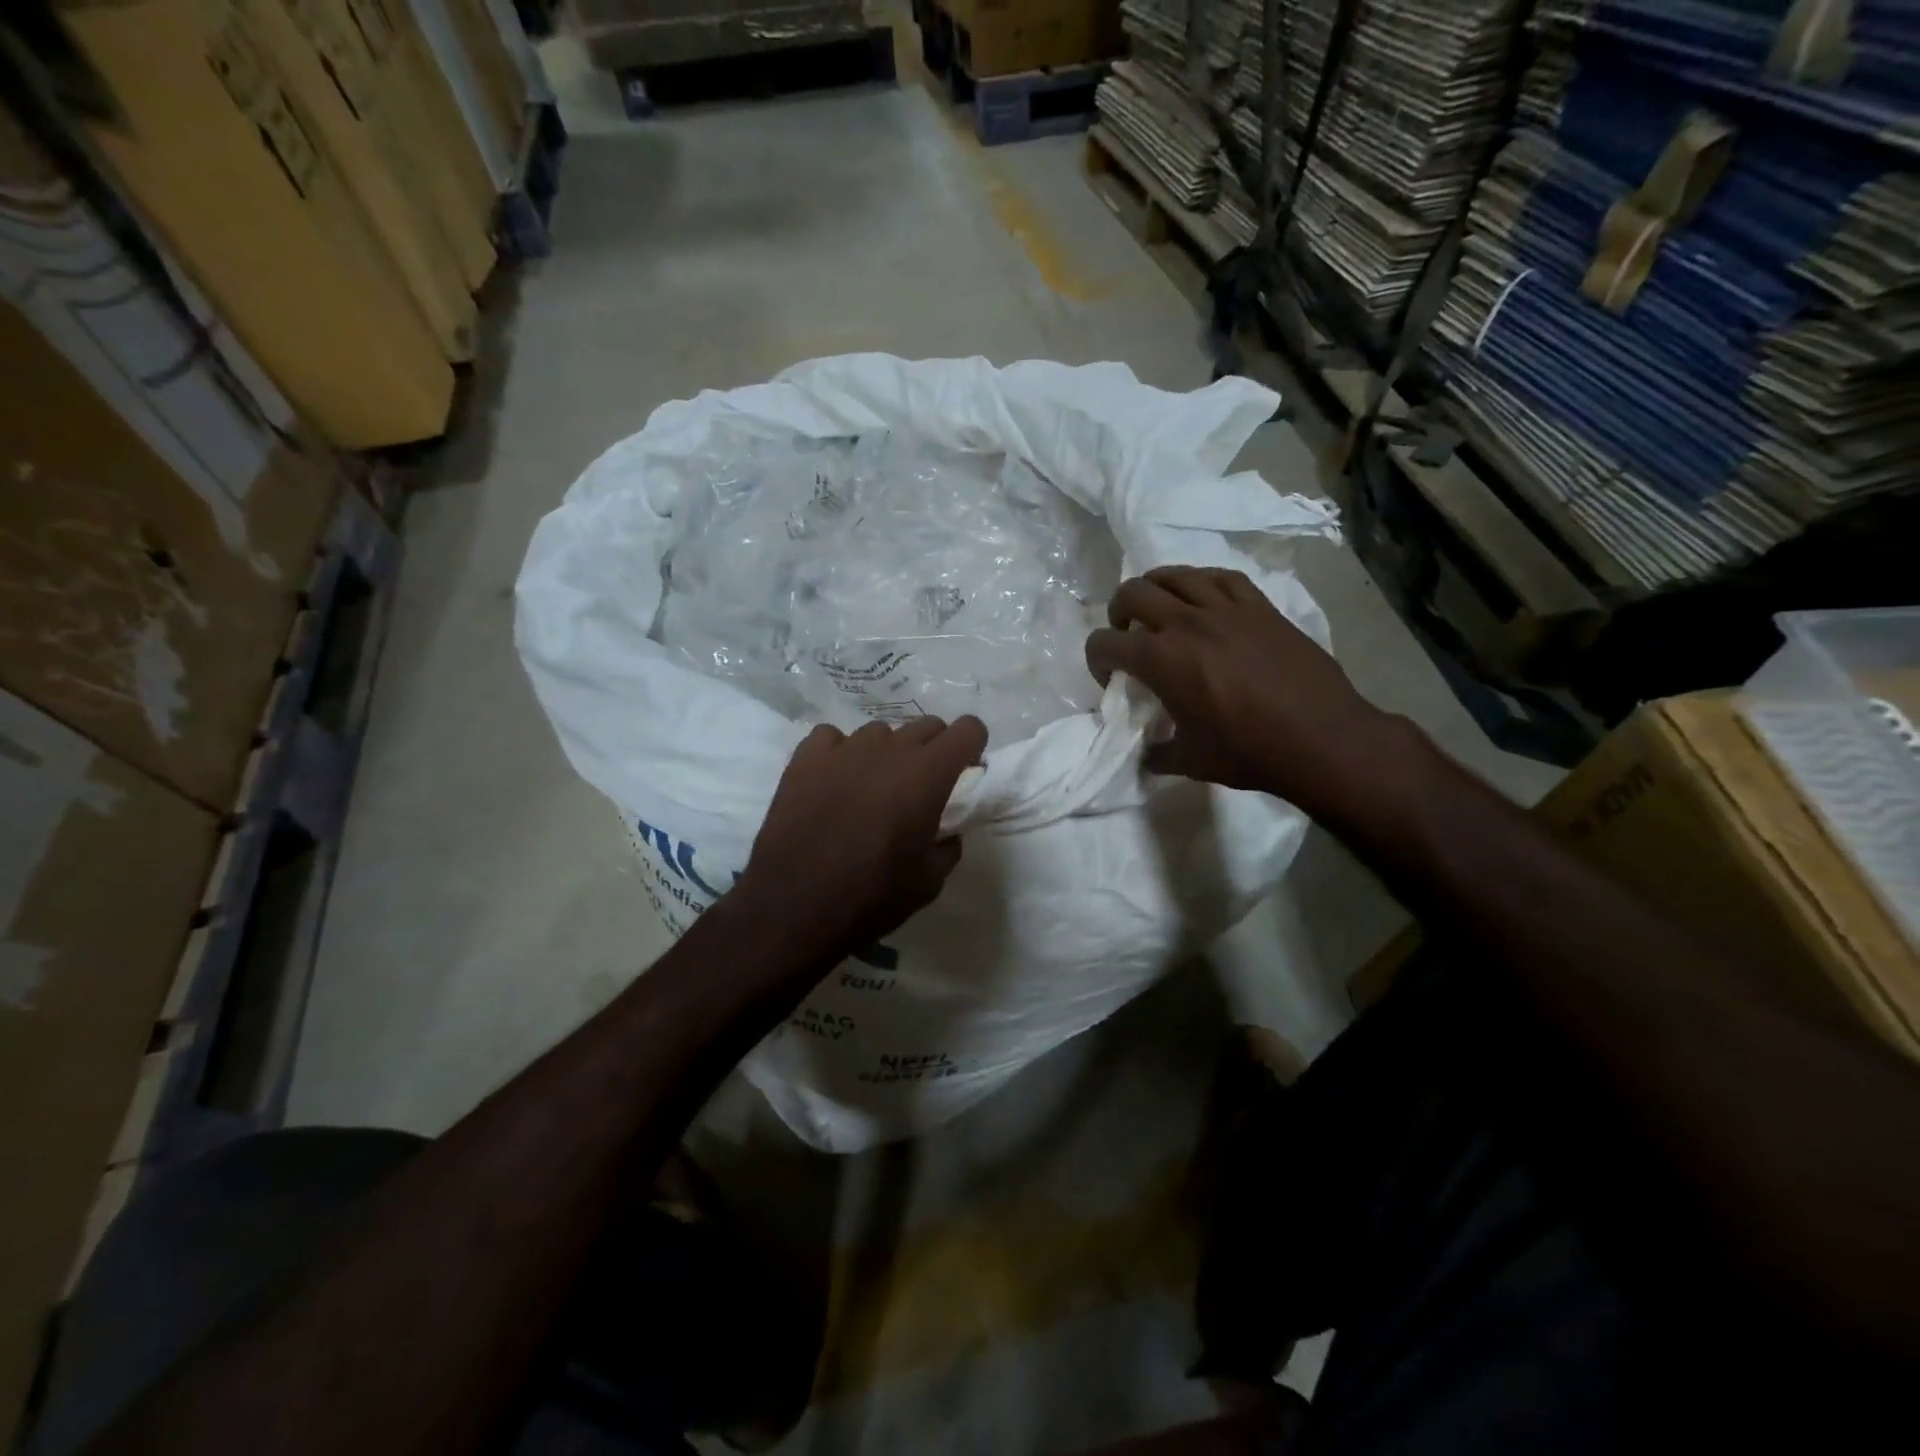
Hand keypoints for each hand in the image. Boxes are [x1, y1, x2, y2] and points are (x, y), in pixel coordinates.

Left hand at [733, 716, 987, 960]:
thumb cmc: (871, 897)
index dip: (971, 747)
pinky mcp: (805, 758)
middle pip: (926, 726)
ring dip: (886, 753)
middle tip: (921, 787)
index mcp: (927, 774)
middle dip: (934, 750)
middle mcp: (889, 749)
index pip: (968, 729)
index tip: (963, 773)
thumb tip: (945, 830)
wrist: (794, 908)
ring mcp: (843, 749)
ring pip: (879, 732)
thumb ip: (948, 845)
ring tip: (872, 788)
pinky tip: (833, 781)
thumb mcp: (930, 882)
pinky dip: (840, 754)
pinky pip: (832, 738)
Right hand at [1085, 566, 1396, 815]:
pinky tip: (1202, 597)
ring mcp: (1226, 609)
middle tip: (1128, 635)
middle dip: (1118, 613)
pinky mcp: (1259, 606)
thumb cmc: (1249, 752)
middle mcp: (1186, 624)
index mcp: (1161, 661)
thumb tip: (1146, 754)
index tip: (1110, 678)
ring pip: (1175, 575)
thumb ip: (1158, 753)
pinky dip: (1200, 582)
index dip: (1096, 659)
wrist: (1321, 738)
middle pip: (1132, 593)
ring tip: (1160, 608)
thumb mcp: (1190, 762)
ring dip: (1155, 589)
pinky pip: (1220, 577)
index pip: (1105, 643)